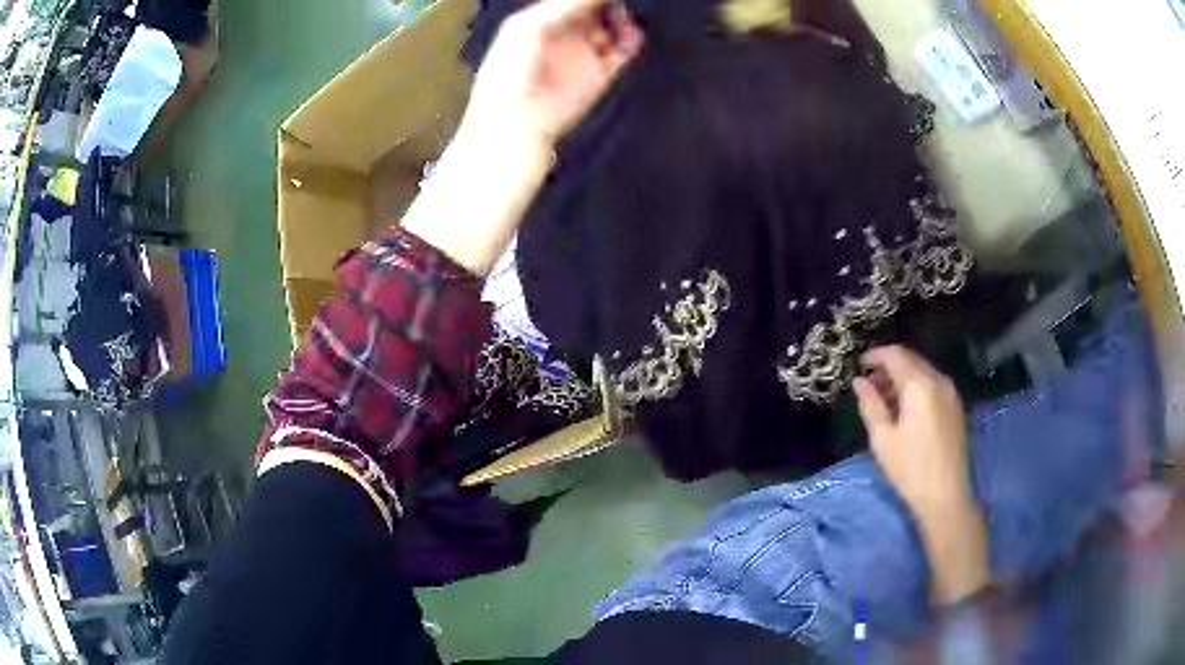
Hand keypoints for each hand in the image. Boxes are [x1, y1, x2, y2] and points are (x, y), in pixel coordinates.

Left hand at [461, 0, 643, 152]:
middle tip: (617, 2)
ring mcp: (585, 51)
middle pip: (596, 6)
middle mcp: (566, 31)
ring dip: (622, 14)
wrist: (517, 120)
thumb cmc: (511, 70)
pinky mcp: (601, 73)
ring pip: (613, 23)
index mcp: (543, 17)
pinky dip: (632, 37)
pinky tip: (632, 32)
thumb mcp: (530, 27)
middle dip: (608, 2)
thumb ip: (566, 4)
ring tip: (623, 14)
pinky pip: (624, 49)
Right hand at [854, 346, 972, 518]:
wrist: (946, 495)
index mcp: (919, 385)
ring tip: (885, 398)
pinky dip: (917, 386)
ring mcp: (950, 392)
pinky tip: (906, 408)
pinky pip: (933, 384)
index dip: (875, 355)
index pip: (895, 355)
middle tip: (869, 383)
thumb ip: (870, 404)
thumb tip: (859, 381)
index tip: (859, 364)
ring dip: (903, 376)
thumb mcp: (882, 439)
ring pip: (923, 370)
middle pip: (911, 359)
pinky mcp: (956, 406)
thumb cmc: (910, 468)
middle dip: (889, 365)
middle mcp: (938, 380)